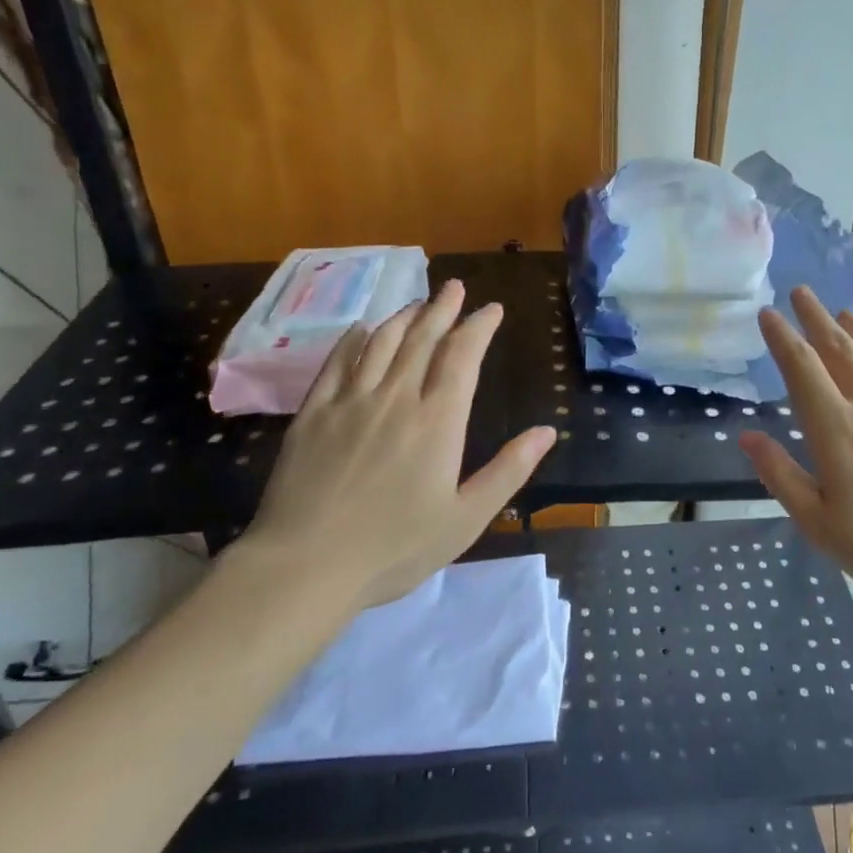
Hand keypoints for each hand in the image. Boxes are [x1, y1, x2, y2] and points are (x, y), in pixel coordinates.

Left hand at [233, 280, 555, 613]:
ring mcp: (350, 401)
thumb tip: (547, 431)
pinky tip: (362, 329)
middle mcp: (396, 397)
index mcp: (437, 421)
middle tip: (455, 287)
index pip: (462, 356)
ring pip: (381, 343)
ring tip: (418, 303)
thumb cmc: (395, 548)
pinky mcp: (314, 412)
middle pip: (422, 339)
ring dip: (403, 317)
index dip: (479, 328)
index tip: (491, 309)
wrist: (306, 565)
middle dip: (443, 309)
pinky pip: (337, 362)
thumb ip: (509, 470)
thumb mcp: (466, 518)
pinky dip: (354, 339)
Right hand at [737, 287, 852, 632]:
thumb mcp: (818, 525)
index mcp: (837, 430)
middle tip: (801, 292)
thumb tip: (747, 436)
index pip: (801, 367)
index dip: (782, 337)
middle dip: (815, 317)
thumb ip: (780, 475)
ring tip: (842, 312)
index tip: (768, 314)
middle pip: (838, 347)